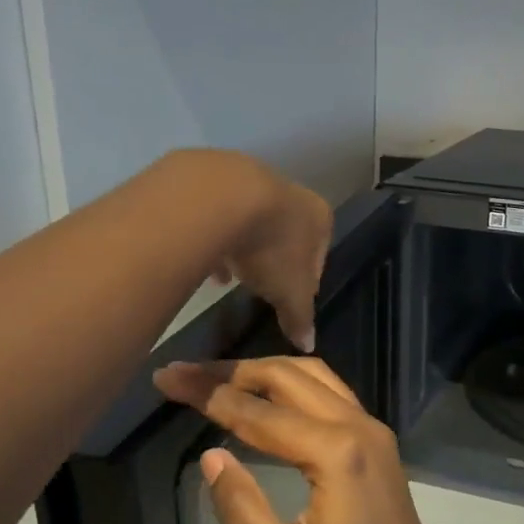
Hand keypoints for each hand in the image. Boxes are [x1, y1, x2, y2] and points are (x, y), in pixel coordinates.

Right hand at [151, 356, 463, 523]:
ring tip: (217, 379)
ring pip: (313, 376)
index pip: (257, 412)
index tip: (166, 377)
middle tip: (184, 373)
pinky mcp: (378, 443)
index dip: (207, 393)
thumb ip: (241, 508)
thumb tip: (211, 456)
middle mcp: (358, 427)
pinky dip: (291, 384)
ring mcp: (373, 431)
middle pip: (287, 376)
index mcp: (335, 454)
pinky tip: (267, 396)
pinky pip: (330, 393)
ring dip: (263, 371)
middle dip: (231, 371)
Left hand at [188, 152, 331, 352]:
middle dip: (273, 262)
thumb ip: (300, 318)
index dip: (306, 281)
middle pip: (286, 235)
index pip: (320, 254)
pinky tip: (203, 260)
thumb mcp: (289, 293)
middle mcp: (291, 192)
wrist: (221, 199)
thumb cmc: (271, 248)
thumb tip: (308, 346)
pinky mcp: (216, 177)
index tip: (290, 299)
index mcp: (319, 217)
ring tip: (228, 278)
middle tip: (259, 287)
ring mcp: (253, 180)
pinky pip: (219, 215)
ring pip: (251, 224)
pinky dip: (214, 237)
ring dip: (242, 250)